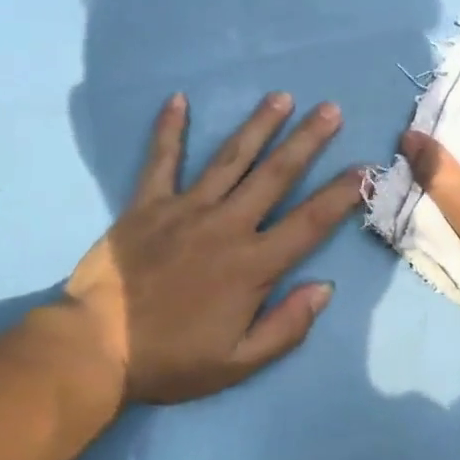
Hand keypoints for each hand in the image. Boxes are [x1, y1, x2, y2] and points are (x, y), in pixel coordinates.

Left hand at [58, 91, 362, 404]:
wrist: (95, 348)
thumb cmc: (171, 359)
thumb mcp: (238, 362)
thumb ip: (286, 326)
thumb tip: (325, 287)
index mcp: (253, 265)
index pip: (310, 222)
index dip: (342, 194)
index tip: (365, 168)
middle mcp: (226, 225)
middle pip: (275, 175)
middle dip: (306, 140)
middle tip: (330, 110)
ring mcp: (186, 209)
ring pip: (230, 158)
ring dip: (258, 125)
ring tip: (281, 97)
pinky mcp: (147, 204)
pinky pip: (162, 160)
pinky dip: (169, 129)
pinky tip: (178, 99)